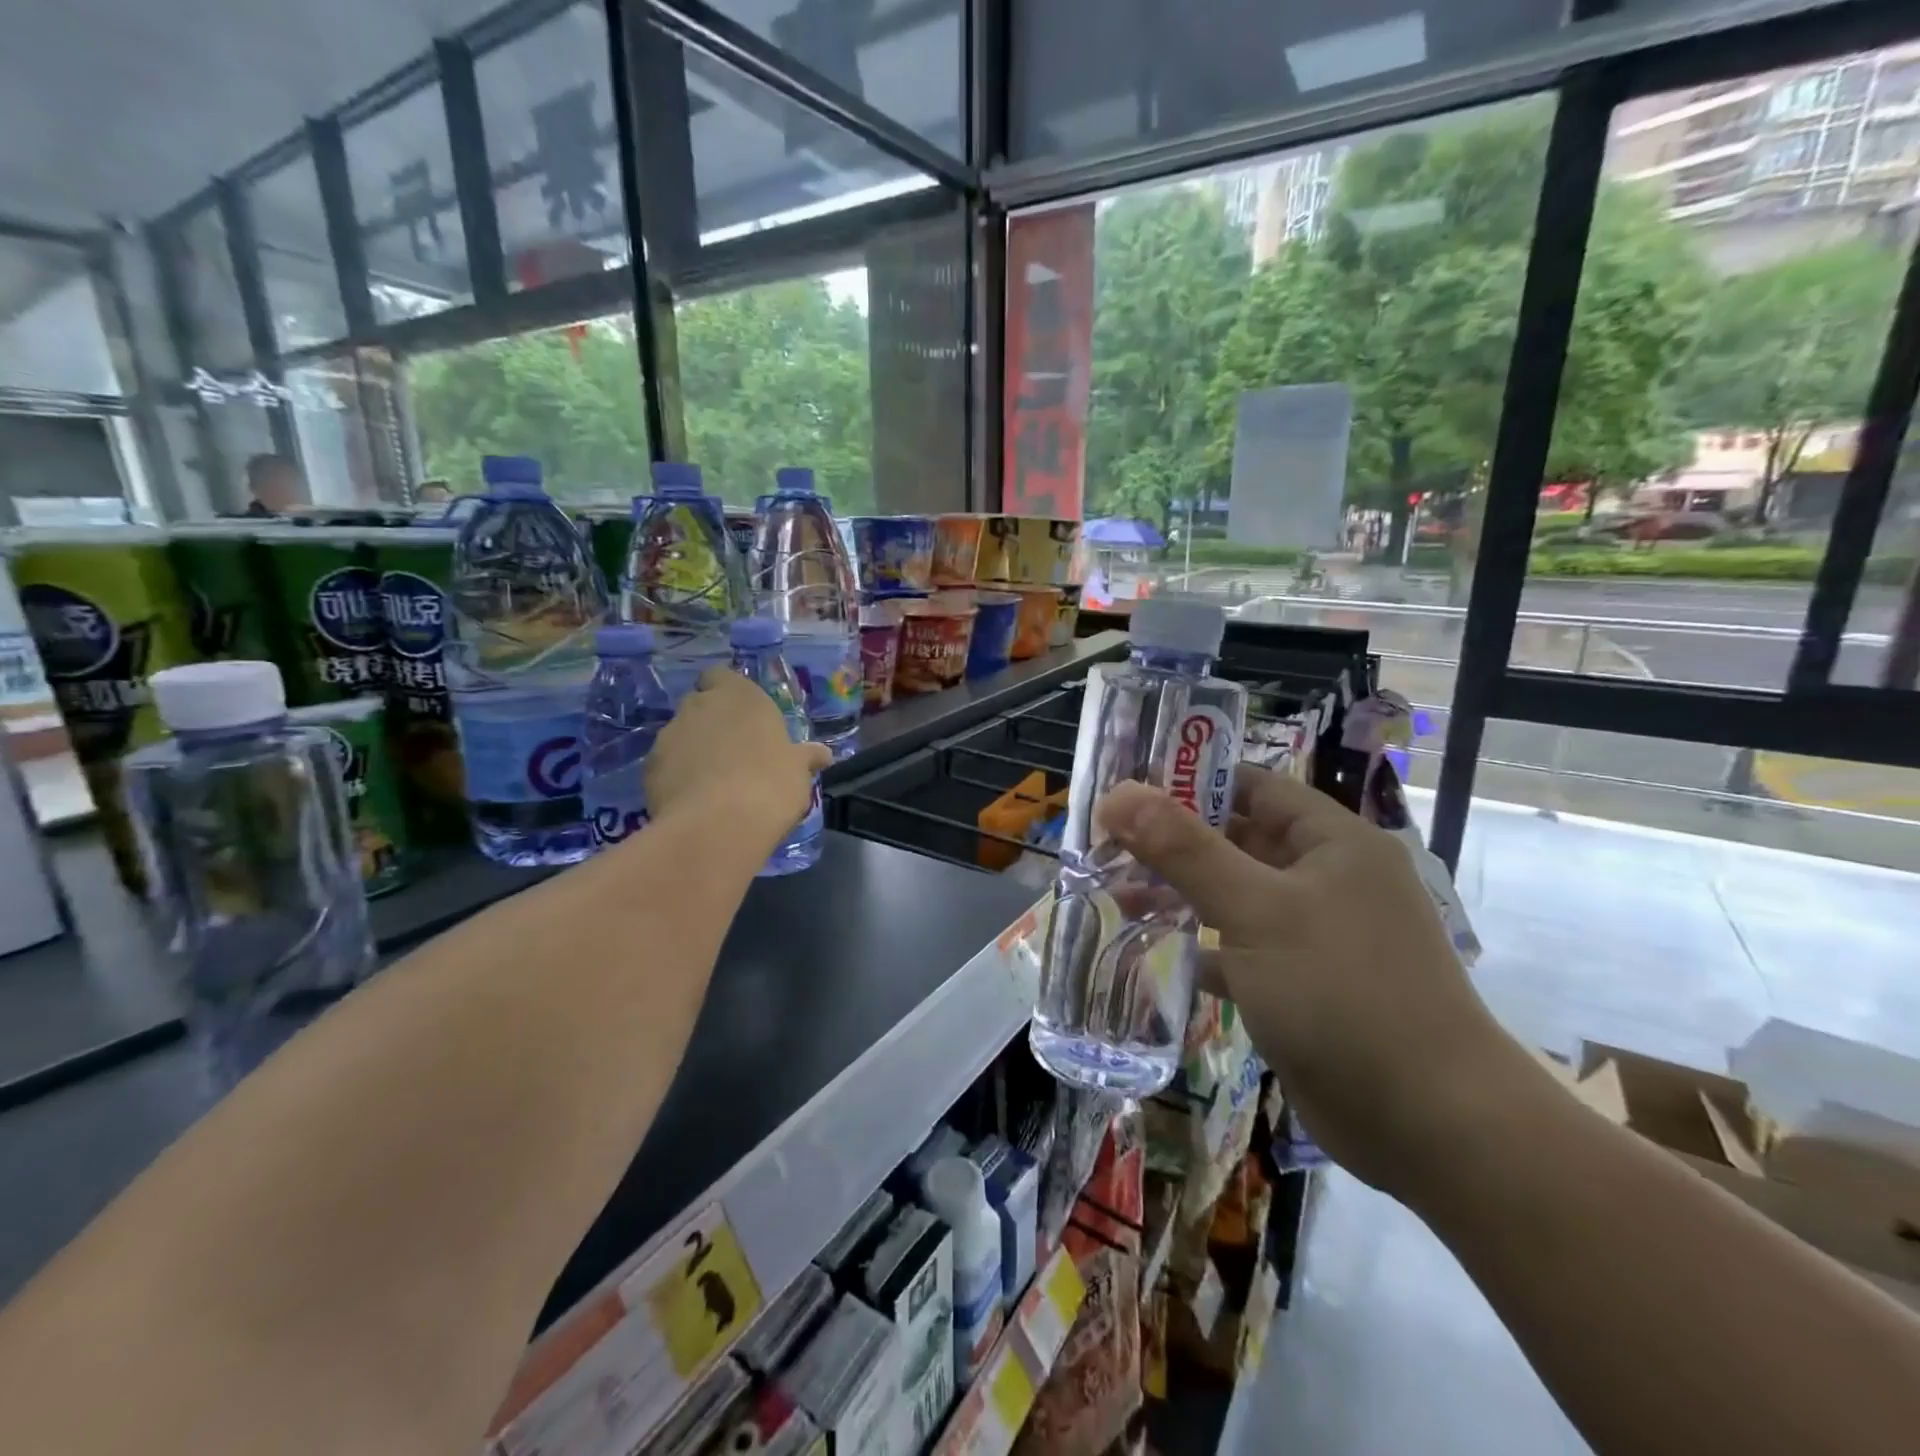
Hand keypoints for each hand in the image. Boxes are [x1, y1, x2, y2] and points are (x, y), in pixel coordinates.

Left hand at [645, 668, 830, 849]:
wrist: (717, 825)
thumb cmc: (770, 784)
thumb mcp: (798, 771)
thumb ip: (805, 757)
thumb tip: (822, 754)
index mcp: (740, 695)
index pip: (722, 676)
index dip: (728, 693)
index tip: (743, 717)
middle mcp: (701, 705)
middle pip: (701, 704)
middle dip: (712, 722)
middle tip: (733, 752)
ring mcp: (670, 734)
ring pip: (680, 734)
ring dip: (693, 749)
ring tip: (712, 782)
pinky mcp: (649, 766)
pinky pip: (666, 764)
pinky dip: (676, 776)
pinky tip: (693, 800)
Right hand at [1098, 767, 1532, 1200]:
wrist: (1430, 1125)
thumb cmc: (1341, 991)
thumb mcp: (1255, 909)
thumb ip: (1184, 849)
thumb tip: (1118, 793)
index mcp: (1332, 842)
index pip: (1253, 788)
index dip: (1189, 783)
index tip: (1127, 793)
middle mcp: (1328, 879)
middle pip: (1239, 841)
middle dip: (1175, 845)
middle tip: (1105, 847)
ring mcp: (1317, 935)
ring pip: (1236, 898)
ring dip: (1183, 896)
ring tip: (1117, 896)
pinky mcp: (1303, 985)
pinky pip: (1242, 950)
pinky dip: (1203, 950)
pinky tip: (1155, 954)